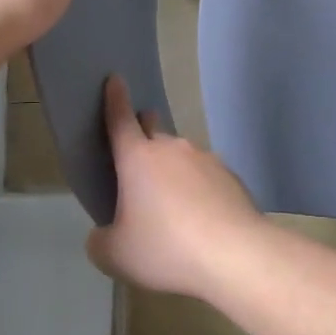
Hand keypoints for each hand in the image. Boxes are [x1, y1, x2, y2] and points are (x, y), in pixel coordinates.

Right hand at [87, 76, 264, 296]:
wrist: (234, 254)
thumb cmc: (165, 248)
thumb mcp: (114, 255)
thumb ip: (100, 240)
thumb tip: (105, 234)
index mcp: (137, 158)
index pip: (120, 119)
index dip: (115, 98)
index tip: (115, 79)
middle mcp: (172, 149)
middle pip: (153, 129)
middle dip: (143, 130)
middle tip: (137, 148)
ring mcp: (205, 159)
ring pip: (181, 154)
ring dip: (172, 167)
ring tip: (169, 200)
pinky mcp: (230, 176)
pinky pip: (205, 175)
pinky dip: (197, 187)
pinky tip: (199, 215)